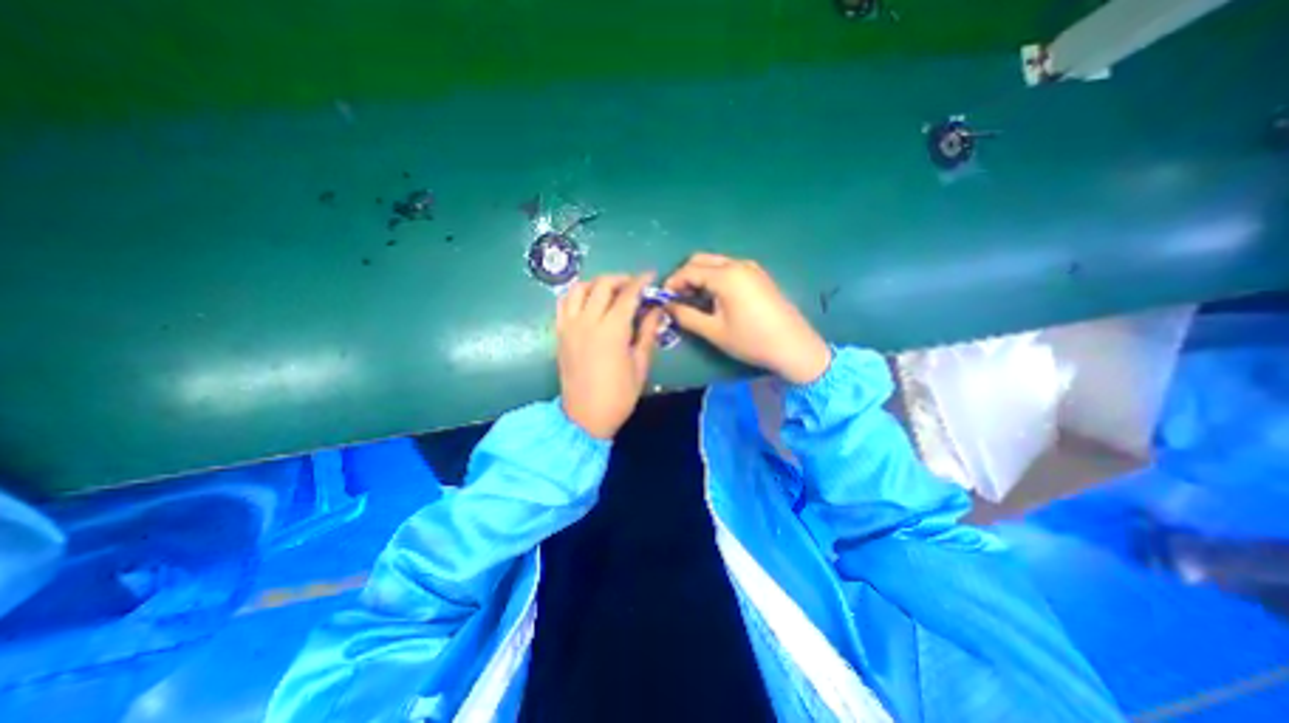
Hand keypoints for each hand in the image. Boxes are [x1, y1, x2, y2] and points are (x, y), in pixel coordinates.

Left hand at [557, 273, 663, 436]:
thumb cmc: (619, 395)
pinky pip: (564, 303)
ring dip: (596, 283)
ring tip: (610, 291)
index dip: (641, 282)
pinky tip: (588, 301)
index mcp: (612, 330)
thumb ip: (647, 333)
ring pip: (579, 289)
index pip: (628, 295)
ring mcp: (570, 326)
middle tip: (633, 285)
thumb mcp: (640, 365)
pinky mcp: (560, 333)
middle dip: (621, 279)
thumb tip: (657, 310)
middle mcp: (588, 321)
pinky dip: (576, 295)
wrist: (585, 417)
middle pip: (602, 285)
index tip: (651, 276)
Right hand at [660, 250, 829, 383]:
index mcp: (725, 275)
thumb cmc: (750, 339)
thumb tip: (668, 307)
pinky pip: (729, 268)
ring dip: (700, 276)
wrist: (793, 346)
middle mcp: (738, 264)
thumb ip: (686, 316)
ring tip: (694, 299)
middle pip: (701, 260)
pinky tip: (715, 297)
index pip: (689, 270)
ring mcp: (751, 268)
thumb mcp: (714, 331)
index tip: (664, 299)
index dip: (672, 283)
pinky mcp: (759, 276)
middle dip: (685, 276)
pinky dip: (715, 277)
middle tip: (678, 298)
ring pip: (716, 262)